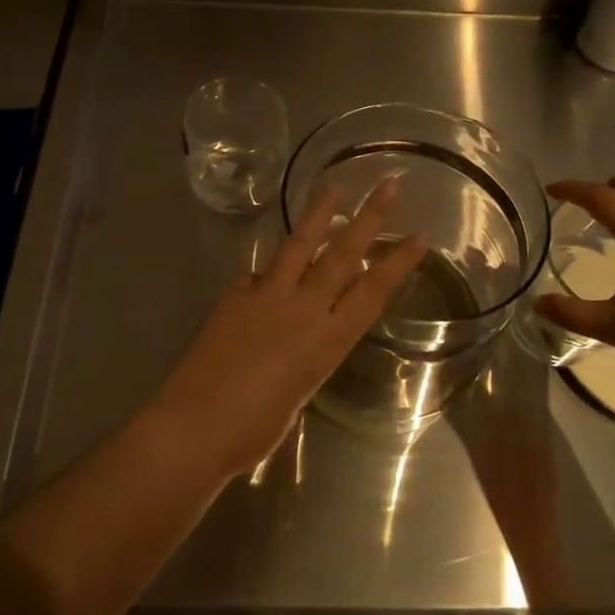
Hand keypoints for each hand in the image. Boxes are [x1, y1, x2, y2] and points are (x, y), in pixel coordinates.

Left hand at [149, 181, 427, 477]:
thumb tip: (298, 333)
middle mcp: (302, 309)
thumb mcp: (298, 390)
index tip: (419, 236)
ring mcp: (265, 295)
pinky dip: (269, 272)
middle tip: (386, 185)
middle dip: (369, 218)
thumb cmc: (253, 430)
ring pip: (299, 245)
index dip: (397, 263)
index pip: (372, 292)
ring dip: (318, 213)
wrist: (195, 425)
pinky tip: (266, 277)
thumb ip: (305, 354)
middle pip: (342, 255)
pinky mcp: (234, 294)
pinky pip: (258, 275)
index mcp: (327, 342)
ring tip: (332, 185)